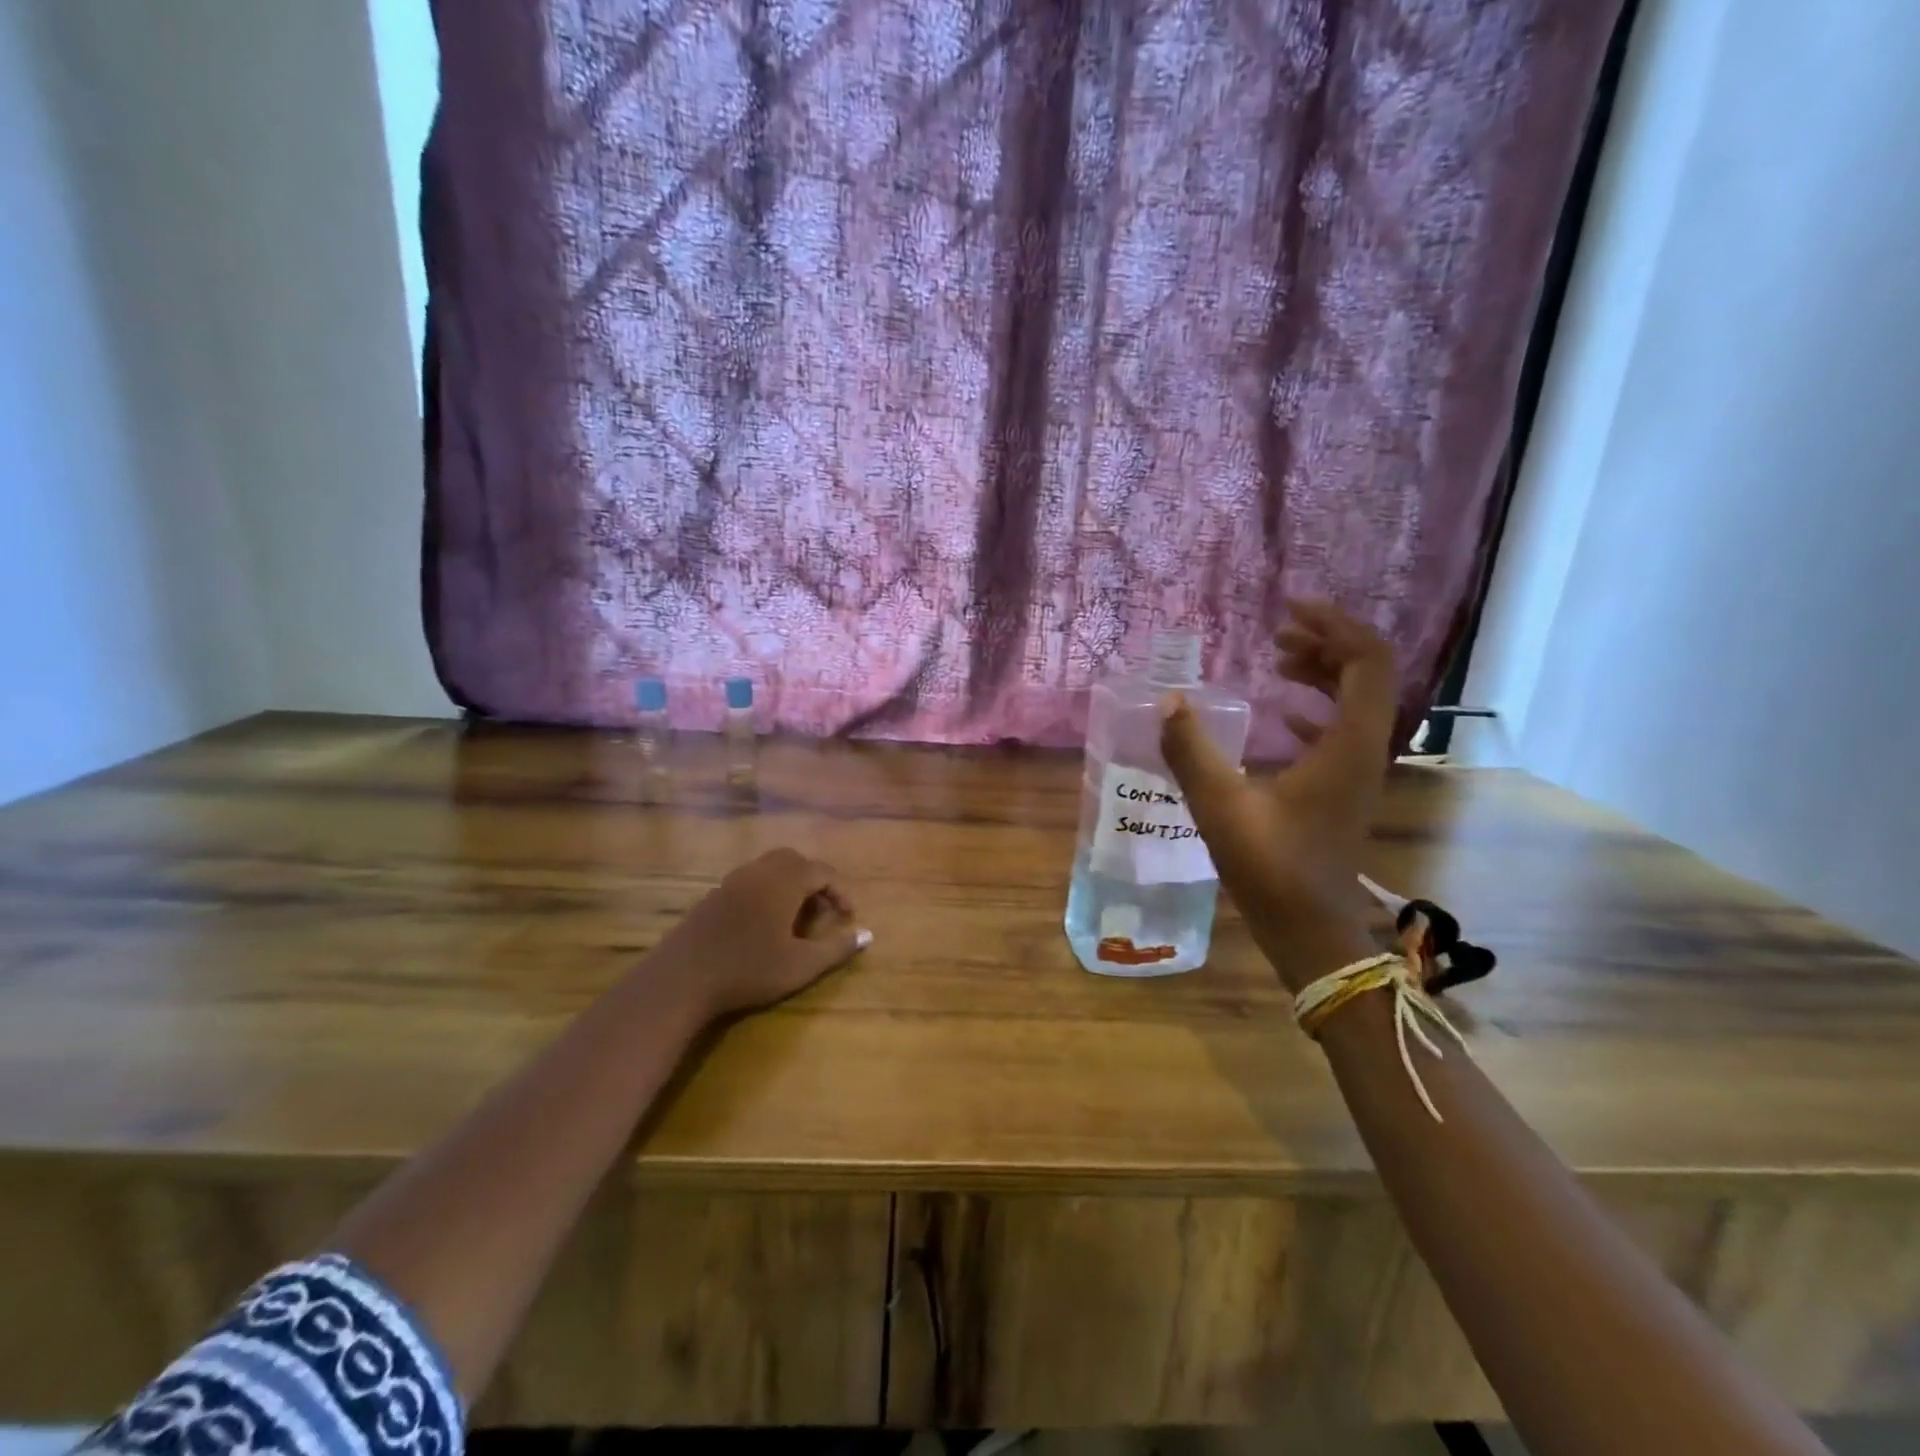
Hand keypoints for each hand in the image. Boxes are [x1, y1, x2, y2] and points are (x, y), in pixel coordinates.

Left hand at [644, 848, 870, 1020]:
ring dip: (790, 885)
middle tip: (822, 912)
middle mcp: (760, 871)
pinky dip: (767, 891)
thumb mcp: (801, 965)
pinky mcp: (713, 894)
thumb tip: (866, 935)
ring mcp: (733, 880)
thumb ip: (836, 948)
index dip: (841, 892)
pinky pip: (750, 880)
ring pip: (770, 868)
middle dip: (814, 881)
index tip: (848, 918)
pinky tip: (763, 924)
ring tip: (795, 919)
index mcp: (785, 880)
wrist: (681, 978)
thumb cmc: (749, 970)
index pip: (823, 872)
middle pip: (796, 860)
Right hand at [1160, 599, 1396, 988]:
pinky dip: (1317, 707)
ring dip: (1323, 671)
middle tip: (1278, 630)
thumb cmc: (1270, 867)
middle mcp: (1367, 750)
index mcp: (1350, 744)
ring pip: (1358, 700)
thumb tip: (1168, 702)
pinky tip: (1281, 712)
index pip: (1367, 661)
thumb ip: (1190, 750)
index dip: (1334, 625)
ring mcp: (1360, 771)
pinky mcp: (1346, 788)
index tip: (1289, 608)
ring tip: (1277, 657)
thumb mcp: (1220, 805)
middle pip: (1368, 673)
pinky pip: (1344, 729)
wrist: (1309, 929)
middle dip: (1326, 642)